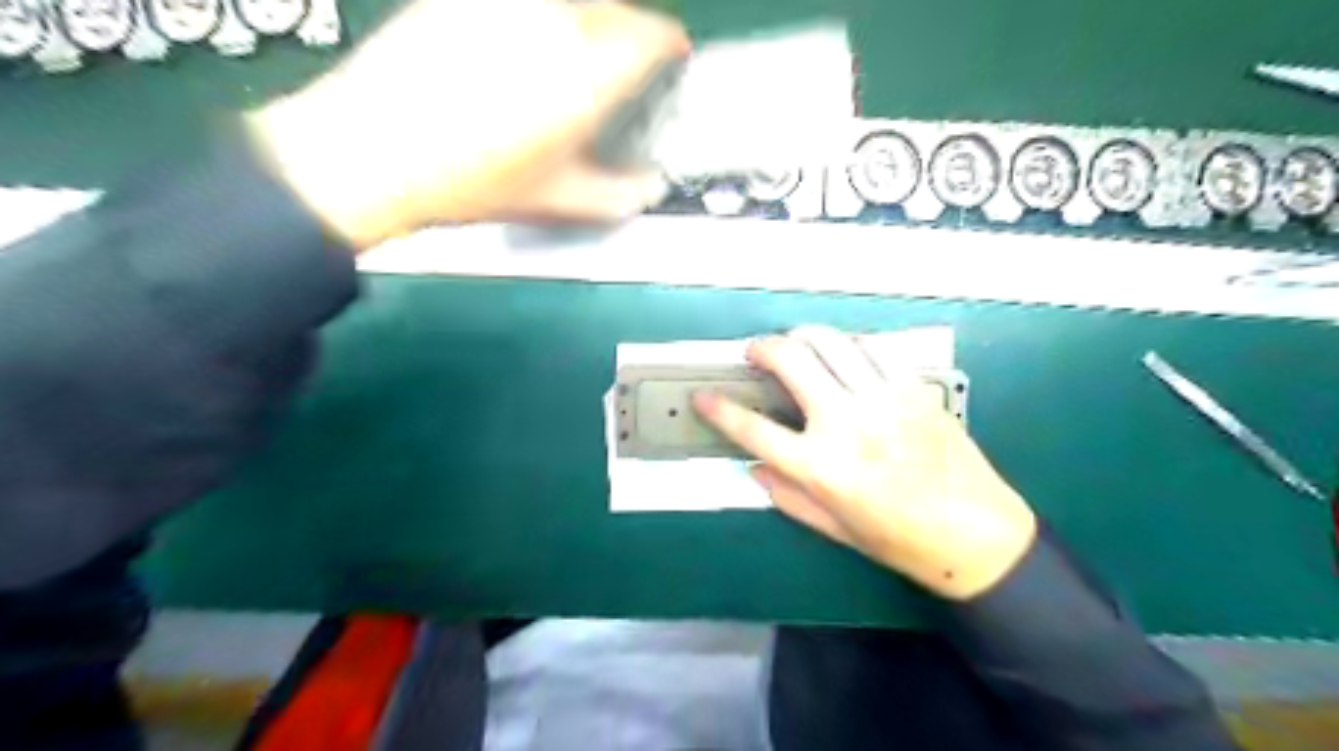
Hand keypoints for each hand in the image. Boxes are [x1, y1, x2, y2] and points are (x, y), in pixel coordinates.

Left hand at [246, 1, 688, 250]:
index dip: (669, 44)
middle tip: (628, 60)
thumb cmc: (472, 183)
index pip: (651, 36)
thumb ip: (616, 194)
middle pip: (615, 6)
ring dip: (590, 17)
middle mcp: (553, 22)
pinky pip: (526, 2)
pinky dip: (543, 16)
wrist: (374, 153)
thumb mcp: (556, 200)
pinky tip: (529, 42)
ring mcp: (507, 3)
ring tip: (580, 50)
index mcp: (586, 74)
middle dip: (632, 30)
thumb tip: (648, 187)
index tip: (672, 54)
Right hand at [697, 326, 1040, 601]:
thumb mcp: (832, 528)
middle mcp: (847, 424)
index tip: (703, 397)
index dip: (719, 409)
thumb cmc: (900, 540)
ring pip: (831, 342)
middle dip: (762, 349)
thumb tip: (753, 467)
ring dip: (802, 335)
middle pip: (791, 362)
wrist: (975, 534)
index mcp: (821, 467)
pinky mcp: (912, 388)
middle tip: (755, 353)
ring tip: (794, 343)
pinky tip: (841, 353)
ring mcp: (883, 399)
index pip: (752, 429)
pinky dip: (848, 343)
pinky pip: (872, 348)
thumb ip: (786, 495)